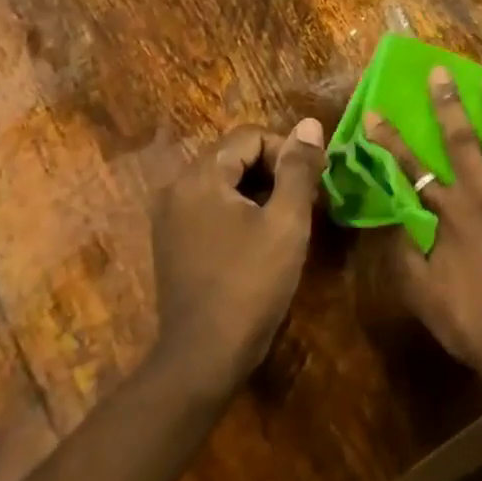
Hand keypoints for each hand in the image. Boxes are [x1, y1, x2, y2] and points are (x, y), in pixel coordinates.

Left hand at [149, 119, 325, 394]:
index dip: (287, 152)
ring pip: (224, 181)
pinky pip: (211, 205)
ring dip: (259, 190)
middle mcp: (176, 189)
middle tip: (304, 202)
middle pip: (234, 155)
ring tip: (287, 221)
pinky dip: (239, 210)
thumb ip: (299, 168)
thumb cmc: (251, 283)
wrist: (205, 356)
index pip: (250, 136)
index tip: (311, 185)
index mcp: (200, 178)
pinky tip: (260, 239)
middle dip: (274, 170)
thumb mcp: (287, 221)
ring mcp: (170, 217)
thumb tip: (309, 124)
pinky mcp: (172, 241)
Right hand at [364, 68, 481, 389]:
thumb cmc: (471, 321)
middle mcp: (481, 196)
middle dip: (447, 104)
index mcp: (448, 215)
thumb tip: (395, 221)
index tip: (374, 113)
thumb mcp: (421, 294)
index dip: (390, 140)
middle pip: (460, 141)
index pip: (411, 168)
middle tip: (441, 71)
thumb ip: (405, 254)